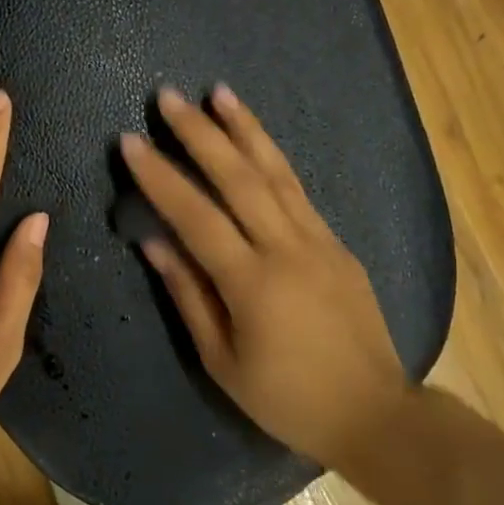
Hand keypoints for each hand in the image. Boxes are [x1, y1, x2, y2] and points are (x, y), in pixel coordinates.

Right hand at [121, 86, 404, 465]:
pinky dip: (273, 158)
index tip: (131, 141)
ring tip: (219, 92)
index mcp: (252, 283)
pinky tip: (256, 140)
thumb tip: (153, 243)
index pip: (196, 216)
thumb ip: (188, 295)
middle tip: (169, 97)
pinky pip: (299, 191)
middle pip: (238, 177)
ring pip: (276, 172)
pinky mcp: (337, 244)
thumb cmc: (286, 398)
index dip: (160, 177)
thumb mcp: (222, 360)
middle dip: (200, 133)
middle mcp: (287, 249)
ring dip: (245, 128)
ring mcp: (318, 241)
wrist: (372, 411)